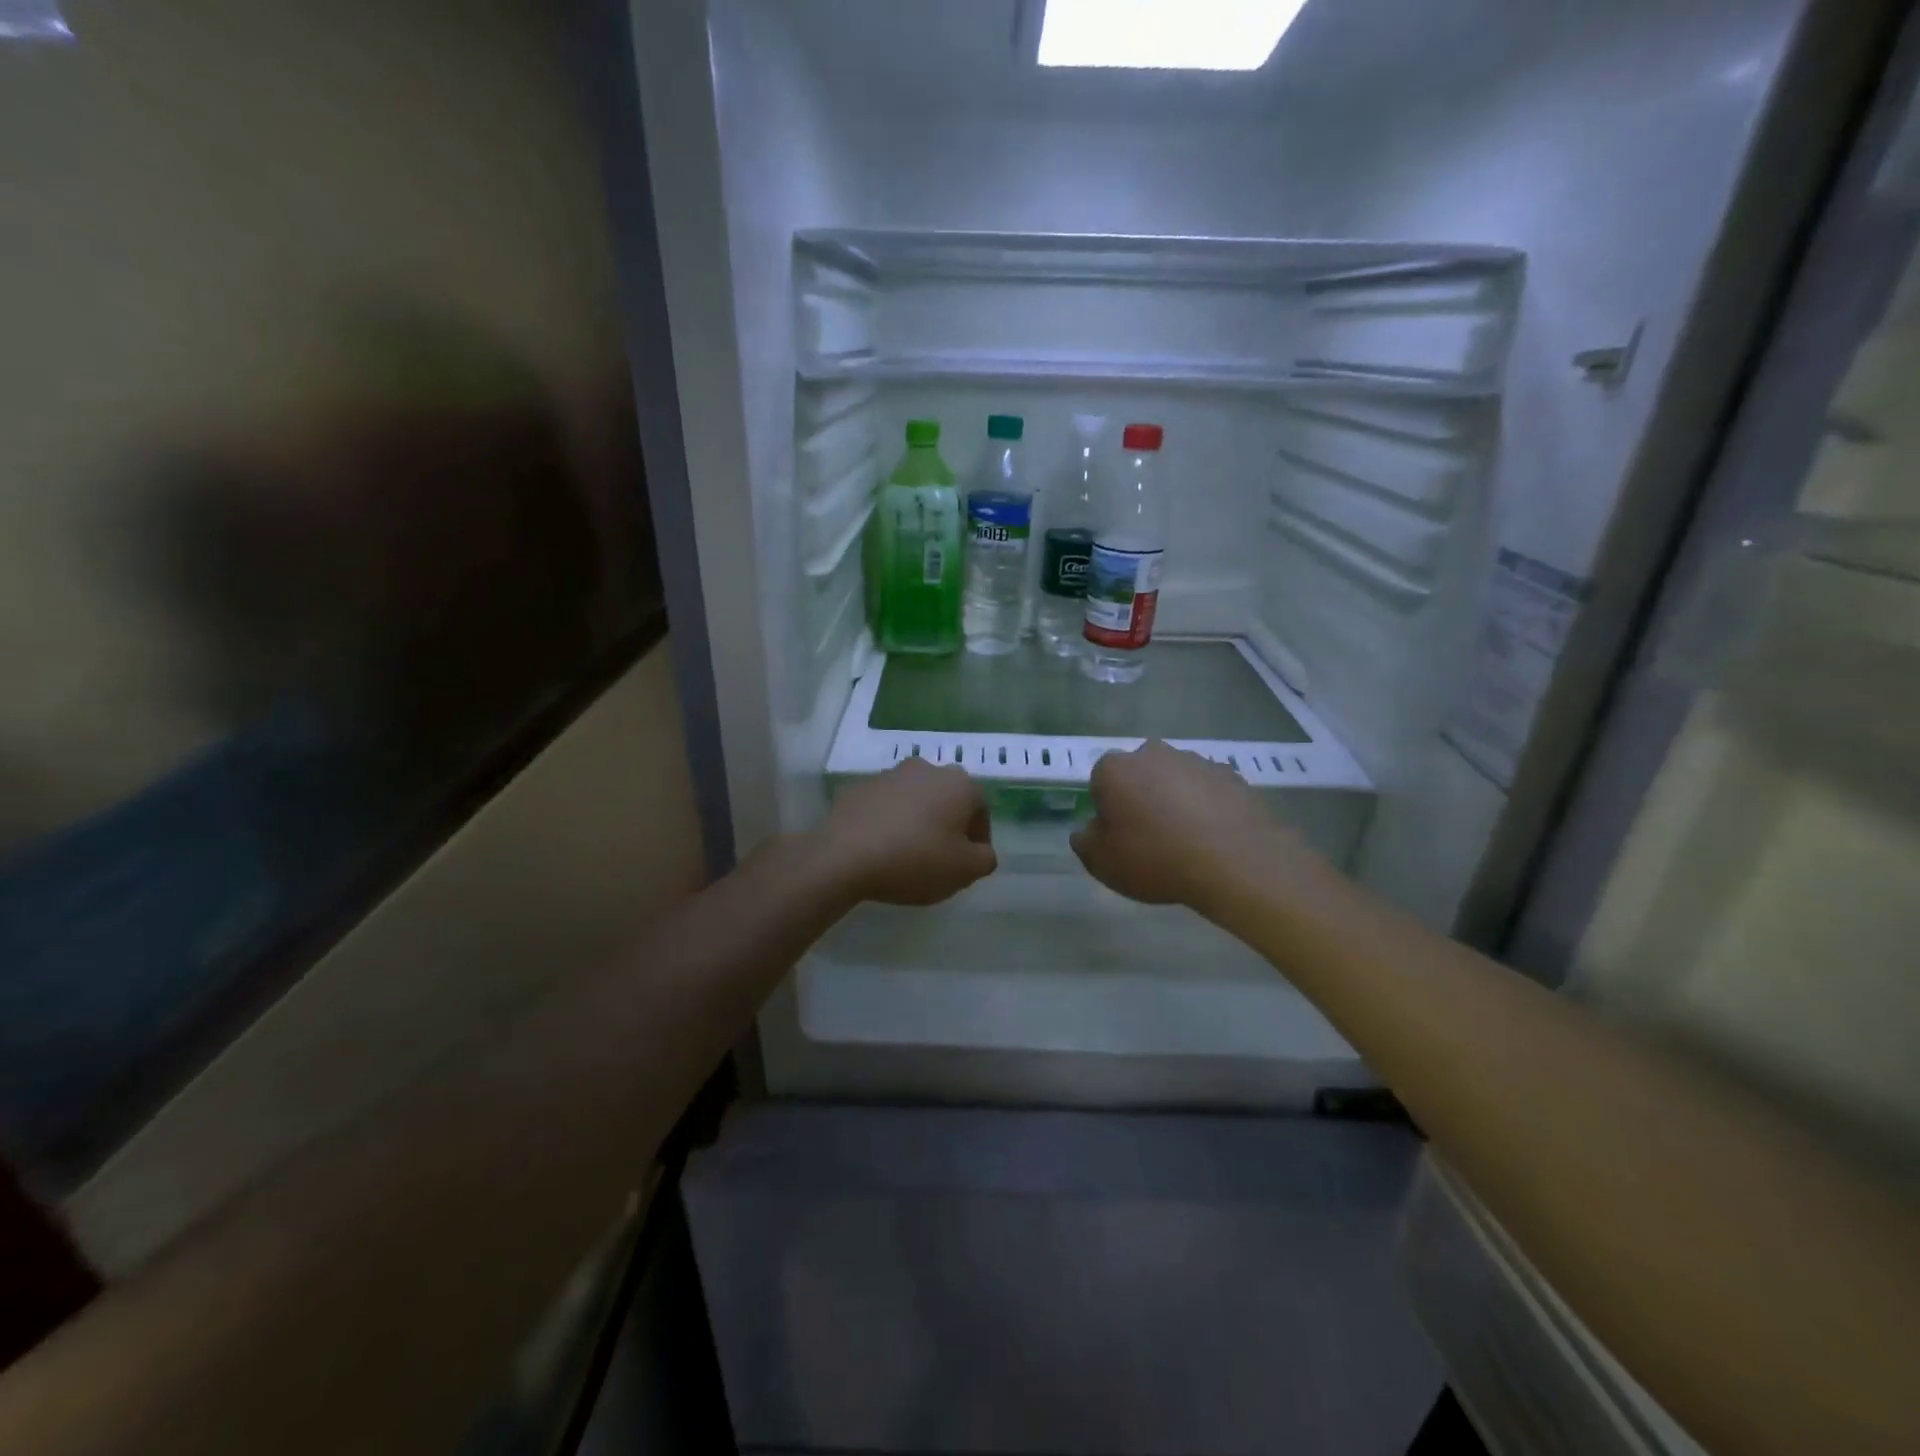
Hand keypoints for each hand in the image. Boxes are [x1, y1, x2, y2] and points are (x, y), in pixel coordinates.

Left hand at [817, 759, 996, 905]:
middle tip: (940, 856)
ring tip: (907, 852)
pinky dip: (888, 820)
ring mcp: (890, 774)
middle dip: (948, 824)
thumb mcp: (964, 871)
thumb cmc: (915, 860)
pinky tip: (880, 847)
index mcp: (959, 784)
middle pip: (947, 798)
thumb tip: (981, 851)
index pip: (980, 809)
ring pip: (915, 798)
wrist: (845, 856)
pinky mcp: (859, 787)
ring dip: (917, 819)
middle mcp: (927, 769)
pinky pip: (884, 805)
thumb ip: (985, 859)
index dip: (978, 839)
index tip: (967, 864)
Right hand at [1071, 740, 1303, 912]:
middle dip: (1141, 796)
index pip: (1100, 782)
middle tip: (1150, 835)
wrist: (1234, 861)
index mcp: (1115, 769)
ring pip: (1175, 779)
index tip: (1118, 835)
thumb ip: (1085, 842)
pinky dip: (1207, 806)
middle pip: (1139, 774)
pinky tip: (1213, 837)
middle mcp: (1152, 753)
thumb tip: (1087, 830)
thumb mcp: (1102, 862)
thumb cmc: (1155, 859)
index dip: (1107, 809)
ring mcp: (1195, 761)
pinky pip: (1208, 790)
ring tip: (1186, 840)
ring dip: (1175, 799)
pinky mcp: (1231, 775)